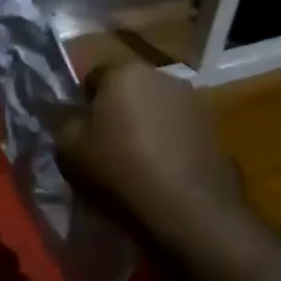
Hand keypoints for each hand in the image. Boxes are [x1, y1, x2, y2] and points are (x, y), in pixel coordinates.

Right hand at [57, 63, 245, 228]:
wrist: (187, 208)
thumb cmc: (119, 168)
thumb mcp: (68, 147)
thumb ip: (65, 123)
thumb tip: (72, 117)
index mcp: (124, 72)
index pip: (94, 76)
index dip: (83, 102)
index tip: (80, 129)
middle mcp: (163, 76)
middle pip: (130, 89)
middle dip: (118, 110)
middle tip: (106, 144)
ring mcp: (194, 102)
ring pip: (157, 109)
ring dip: (146, 126)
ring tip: (137, 161)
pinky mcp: (215, 129)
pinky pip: (179, 130)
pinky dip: (168, 143)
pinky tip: (162, 172)